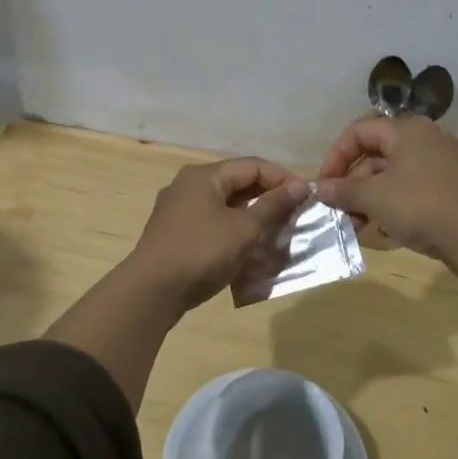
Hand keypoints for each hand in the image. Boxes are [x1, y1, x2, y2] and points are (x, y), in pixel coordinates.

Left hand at [126, 158, 311, 311]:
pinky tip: (248, 250)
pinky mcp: (174, 234)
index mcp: (204, 176)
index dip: (282, 178)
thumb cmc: (201, 252)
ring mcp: (178, 210)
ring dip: (252, 218)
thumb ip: (273, 205)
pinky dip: (233, 231)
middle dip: (268, 199)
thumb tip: (301, 185)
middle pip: (237, 184)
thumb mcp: (244, 229)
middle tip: (294, 217)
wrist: (150, 292)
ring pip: (225, 206)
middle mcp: (188, 185)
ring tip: (276, 235)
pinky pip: (212, 224)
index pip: (252, 166)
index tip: (307, 198)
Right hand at [316, 116, 457, 292]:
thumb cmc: (420, 204)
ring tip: (357, 225)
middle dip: (352, 183)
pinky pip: (410, 191)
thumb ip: (343, 190)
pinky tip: (382, 230)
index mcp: (406, 130)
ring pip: (392, 176)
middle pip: (375, 154)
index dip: (336, 156)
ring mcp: (440, 165)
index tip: (324, 184)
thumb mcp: (374, 197)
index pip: (358, 132)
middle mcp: (424, 140)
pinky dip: (392, 205)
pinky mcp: (449, 189)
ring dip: (369, 199)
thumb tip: (319, 188)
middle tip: (338, 209)